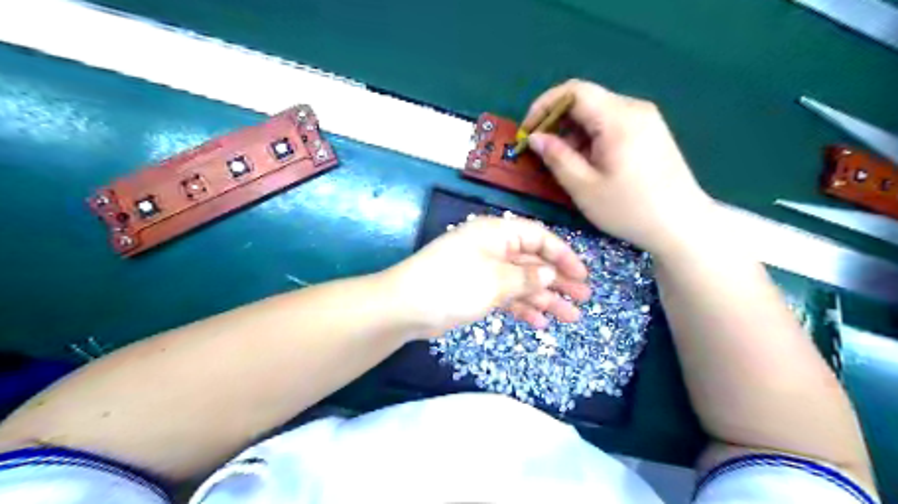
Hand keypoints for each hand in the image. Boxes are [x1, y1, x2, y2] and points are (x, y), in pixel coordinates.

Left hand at [383, 217, 590, 338]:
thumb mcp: (495, 280)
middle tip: (584, 298)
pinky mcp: (477, 292)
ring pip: (522, 282)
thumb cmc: (453, 284)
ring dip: (545, 299)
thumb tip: (550, 273)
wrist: (406, 307)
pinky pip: (507, 296)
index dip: (563, 255)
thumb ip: (527, 278)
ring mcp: (485, 271)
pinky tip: (540, 323)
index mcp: (497, 234)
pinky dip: (523, 308)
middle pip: (533, 262)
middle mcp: (493, 248)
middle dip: (559, 280)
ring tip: (571, 316)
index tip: (583, 275)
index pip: (538, 237)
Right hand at [523, 81, 711, 256]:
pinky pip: (612, 123)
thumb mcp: (584, 187)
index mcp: (618, 119)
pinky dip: (592, 136)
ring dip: (574, 131)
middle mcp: (634, 109)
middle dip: (557, 121)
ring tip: (565, 161)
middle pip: (585, 100)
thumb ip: (556, 157)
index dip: (544, 105)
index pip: (573, 91)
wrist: (682, 224)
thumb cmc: (629, 209)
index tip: (528, 130)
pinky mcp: (650, 131)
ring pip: (598, 112)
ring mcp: (646, 118)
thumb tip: (535, 137)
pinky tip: (588, 162)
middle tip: (542, 150)